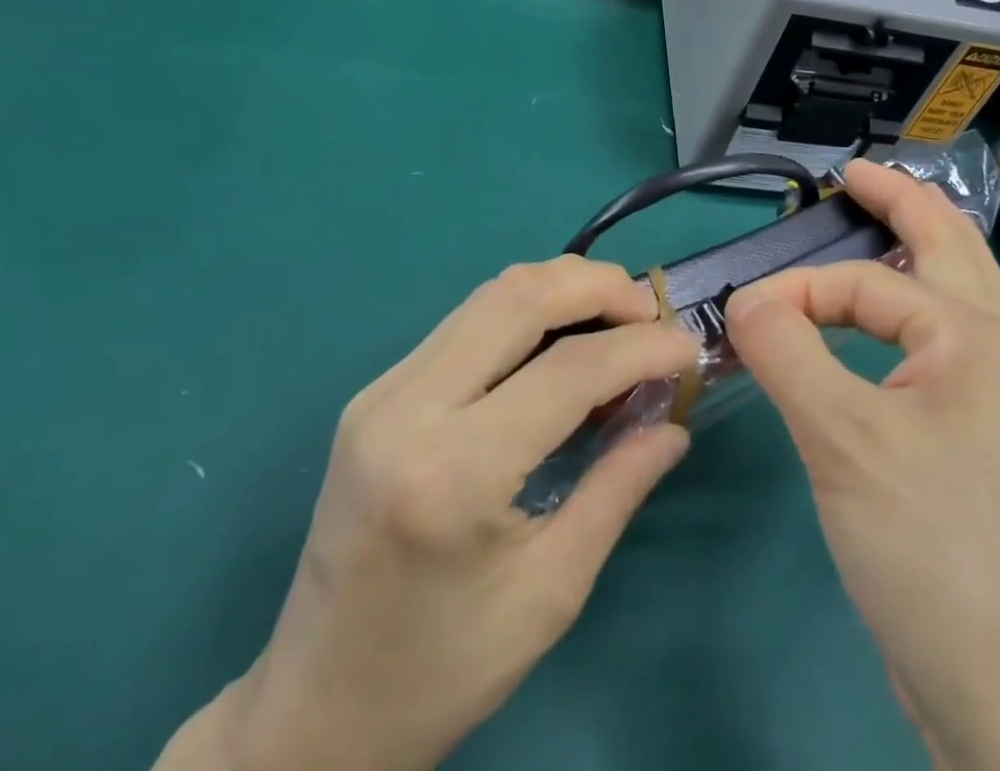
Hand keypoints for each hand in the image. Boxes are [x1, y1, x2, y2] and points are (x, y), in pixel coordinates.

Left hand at [157, 257, 700, 770]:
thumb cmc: (440, 672)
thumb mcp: (550, 593)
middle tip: (652, 312)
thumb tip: (673, 421)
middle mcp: (408, 409)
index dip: (640, 348)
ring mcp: (382, 391)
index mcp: (452, 473)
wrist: (310, 711)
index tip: (688, 349)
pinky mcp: (376, 391)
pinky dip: (526, 309)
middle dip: (599, 287)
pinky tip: (561, 336)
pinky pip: (466, 320)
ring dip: (563, 287)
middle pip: (520, 298)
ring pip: (490, 294)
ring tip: (617, 314)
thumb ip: (617, 490)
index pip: (567, 370)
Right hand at [725, 161, 999, 770]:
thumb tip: (746, 300)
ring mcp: (987, 397)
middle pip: (950, 248)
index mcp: (971, 337)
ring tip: (881, 220)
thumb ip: (787, 352)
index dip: (798, 290)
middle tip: (856, 174)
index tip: (741, 319)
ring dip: (918, 247)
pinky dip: (908, 307)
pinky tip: (887, 319)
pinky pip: (936, 341)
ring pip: (953, 292)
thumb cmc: (928, 547)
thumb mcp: (842, 440)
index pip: (865, 284)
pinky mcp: (970, 437)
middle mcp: (990, 353)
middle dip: (904, 201)